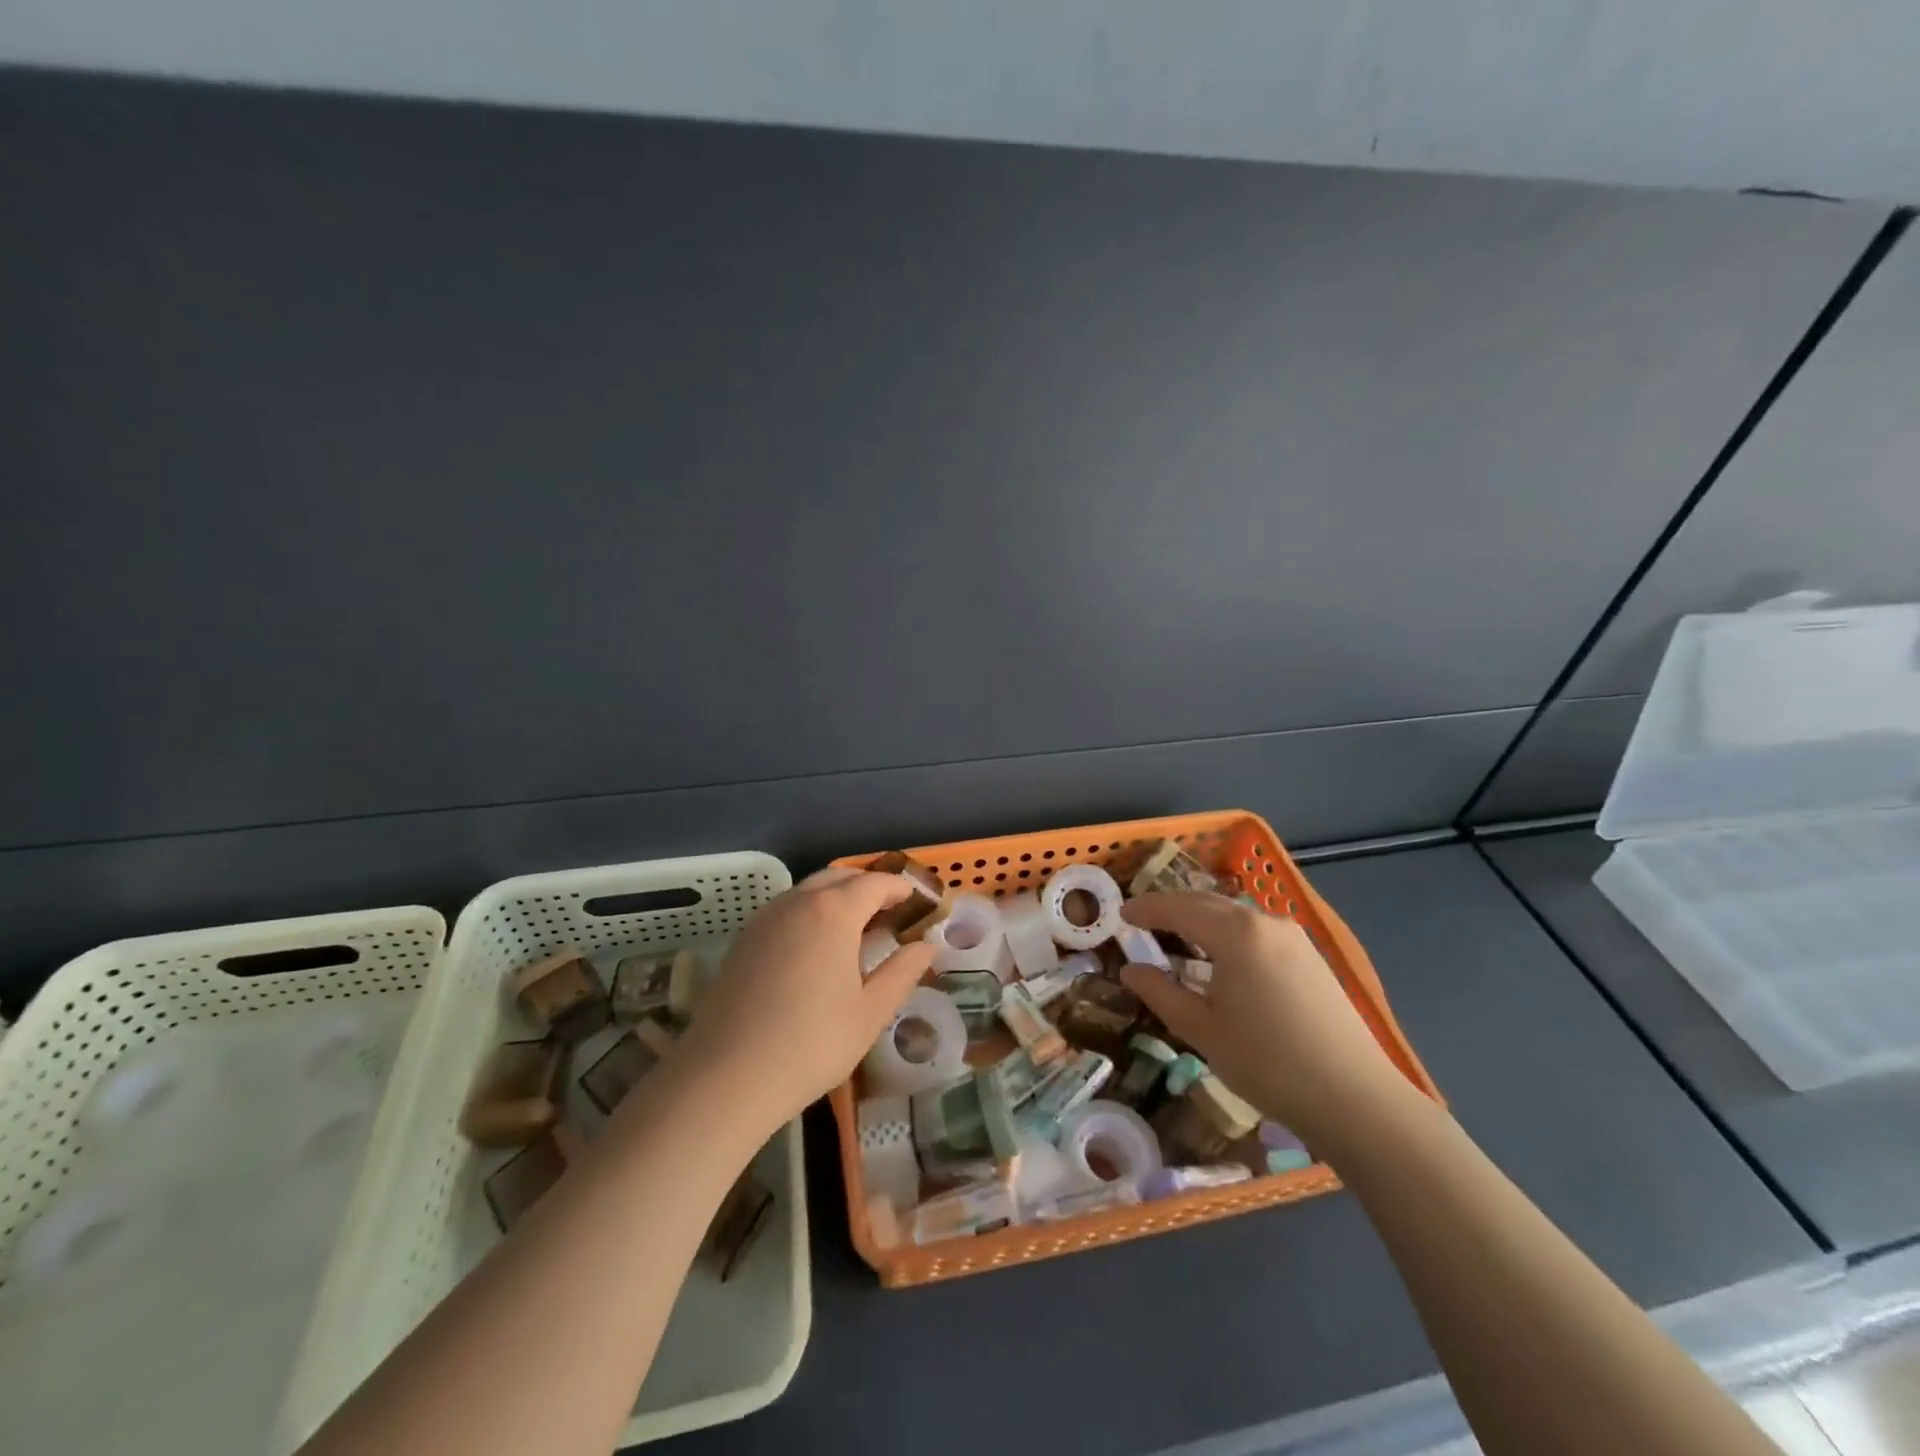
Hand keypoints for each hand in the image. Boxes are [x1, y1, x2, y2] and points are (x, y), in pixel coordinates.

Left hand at [677, 868, 931, 1134]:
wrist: (726, 1076)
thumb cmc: (811, 1043)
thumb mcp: (870, 1012)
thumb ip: (902, 972)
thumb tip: (926, 946)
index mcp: (833, 912)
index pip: (874, 883)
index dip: (899, 888)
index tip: (917, 900)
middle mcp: (797, 902)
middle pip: (839, 878)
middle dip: (868, 887)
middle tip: (890, 912)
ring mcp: (765, 919)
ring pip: (808, 891)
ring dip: (837, 898)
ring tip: (856, 928)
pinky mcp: (743, 940)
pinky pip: (786, 910)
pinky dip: (810, 913)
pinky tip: (816, 947)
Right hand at [1117, 893, 1409, 1145]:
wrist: (1356, 1098)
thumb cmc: (1268, 1064)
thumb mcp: (1202, 1031)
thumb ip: (1161, 993)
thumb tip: (1130, 970)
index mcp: (1235, 933)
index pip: (1178, 908)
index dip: (1146, 909)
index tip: (1120, 914)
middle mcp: (1264, 922)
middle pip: (1207, 902)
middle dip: (1172, 908)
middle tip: (1144, 922)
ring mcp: (1293, 937)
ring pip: (1235, 914)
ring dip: (1202, 919)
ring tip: (1179, 938)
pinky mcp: (1311, 956)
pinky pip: (1257, 930)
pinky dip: (1229, 932)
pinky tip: (1222, 958)